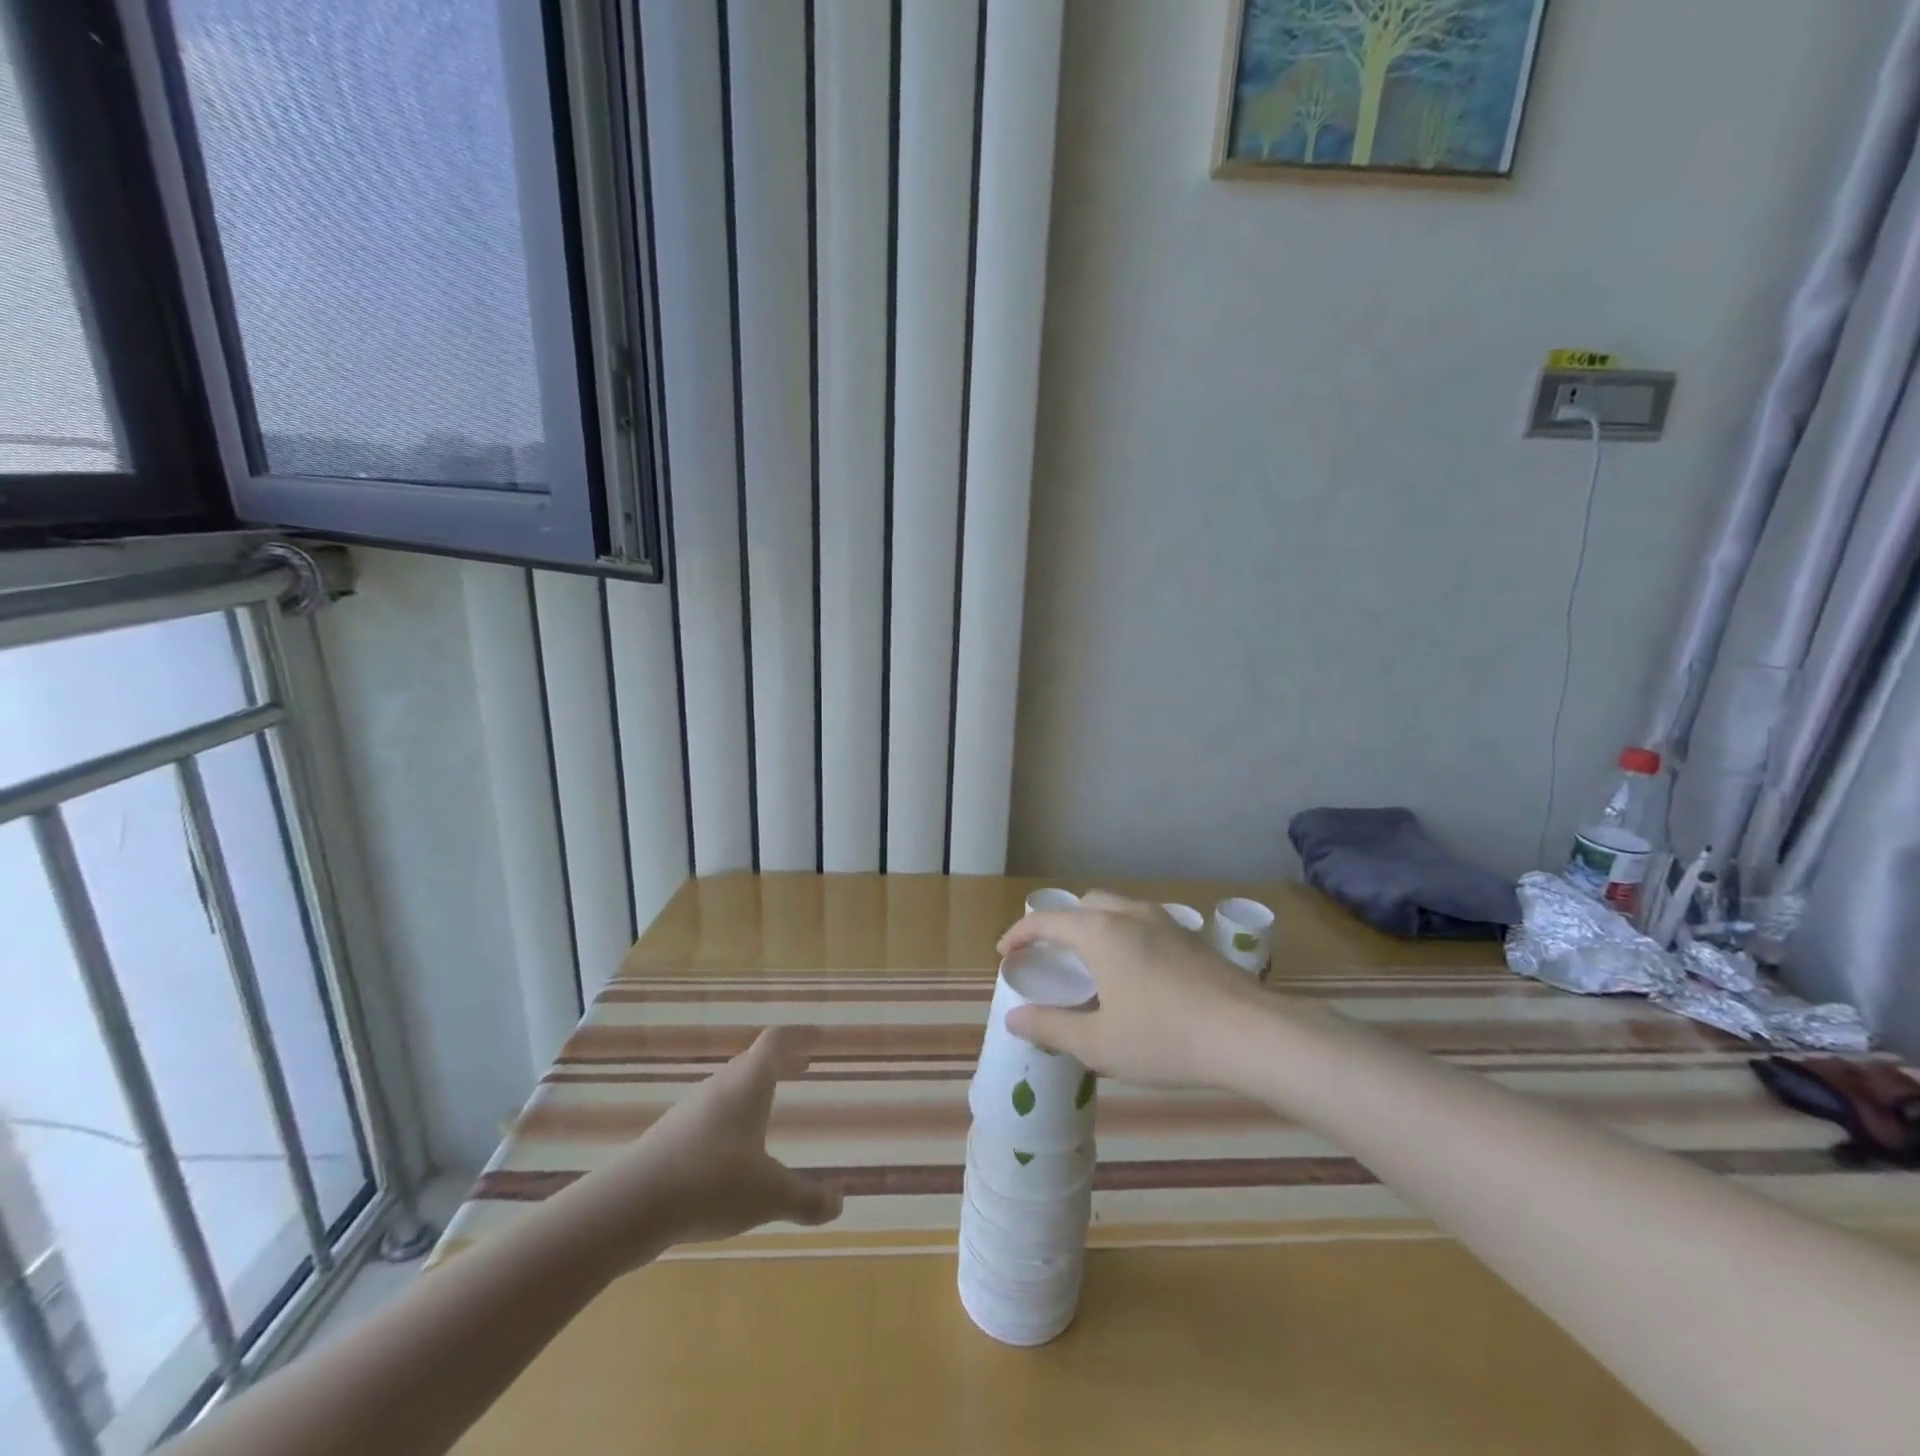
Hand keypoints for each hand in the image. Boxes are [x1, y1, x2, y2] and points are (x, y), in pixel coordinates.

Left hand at [564, 1026, 843, 1269]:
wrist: (630, 1206)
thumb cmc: (712, 1183)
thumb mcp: (769, 1196)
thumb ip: (806, 1199)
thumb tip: (839, 1205)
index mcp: (748, 1084)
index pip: (776, 1041)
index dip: (799, 1035)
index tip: (818, 1036)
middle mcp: (719, 1088)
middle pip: (752, 1061)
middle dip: (779, 1063)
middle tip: (802, 1067)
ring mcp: (690, 1112)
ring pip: (728, 1089)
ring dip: (752, 1091)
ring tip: (769, 1108)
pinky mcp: (669, 1139)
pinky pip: (709, 1116)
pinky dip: (730, 1119)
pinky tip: (731, 1151)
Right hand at [997, 892, 1276, 1088]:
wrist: (1252, 1035)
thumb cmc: (1165, 1038)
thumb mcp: (1099, 1043)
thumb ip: (1051, 1028)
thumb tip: (1013, 1019)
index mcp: (1101, 932)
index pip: (1047, 920)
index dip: (1020, 934)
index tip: (1005, 953)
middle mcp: (1131, 915)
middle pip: (1085, 904)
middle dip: (1060, 924)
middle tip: (1051, 956)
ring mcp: (1167, 923)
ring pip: (1118, 910)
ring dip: (1095, 927)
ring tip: (1092, 964)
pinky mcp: (1193, 940)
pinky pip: (1144, 925)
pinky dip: (1124, 937)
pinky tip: (1136, 975)